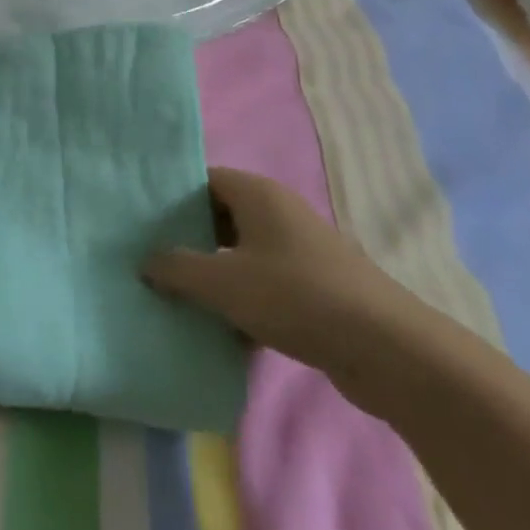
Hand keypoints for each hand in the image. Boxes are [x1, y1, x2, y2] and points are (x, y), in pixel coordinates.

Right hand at [143, 168, 412, 372]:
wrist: (385, 349)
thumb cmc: (295, 296)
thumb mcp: (223, 282)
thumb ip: (177, 268)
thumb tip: (147, 261)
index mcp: (258, 194)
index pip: (204, 180)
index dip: (172, 199)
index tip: (144, 224)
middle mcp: (279, 212)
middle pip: (222, 216)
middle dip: (190, 240)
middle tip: (155, 263)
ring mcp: (300, 250)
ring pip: (242, 254)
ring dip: (215, 276)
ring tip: (179, 299)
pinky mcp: (315, 287)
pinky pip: (265, 284)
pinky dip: (243, 301)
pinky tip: (222, 331)